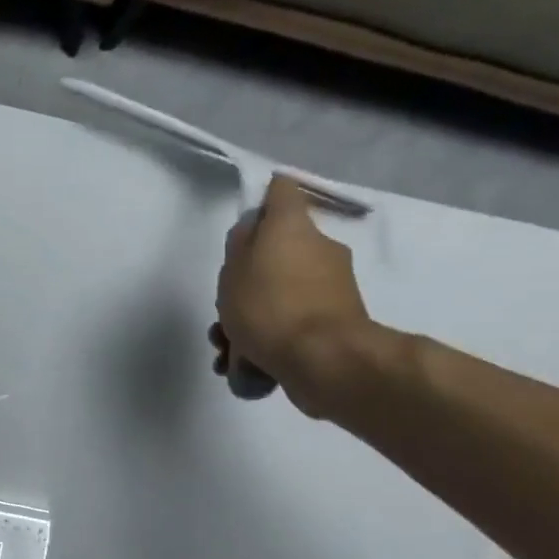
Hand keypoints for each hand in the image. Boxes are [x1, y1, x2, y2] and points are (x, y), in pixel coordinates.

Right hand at [210, 174, 375, 417]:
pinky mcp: (335, 322)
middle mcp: (320, 248)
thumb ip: (239, 246)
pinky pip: (293, 322)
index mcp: (295, 227)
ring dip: (252, 318)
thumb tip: (252, 231)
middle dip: (247, 281)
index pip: (281, 191)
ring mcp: (331, 286)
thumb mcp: (234, 273)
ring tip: (227, 352)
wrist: (322, 359)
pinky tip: (245, 366)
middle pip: (277, 253)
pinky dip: (270, 339)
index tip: (244, 224)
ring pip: (280, 293)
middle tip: (223, 311)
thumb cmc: (269, 307)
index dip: (261, 201)